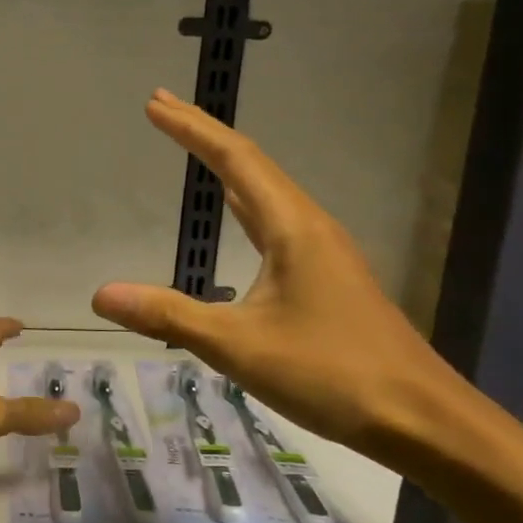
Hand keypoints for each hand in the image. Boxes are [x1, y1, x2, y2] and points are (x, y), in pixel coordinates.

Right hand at [91, 90, 462, 460]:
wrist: (422, 419)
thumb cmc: (331, 374)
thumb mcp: (238, 346)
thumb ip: (168, 315)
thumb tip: (101, 294)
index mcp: (292, 229)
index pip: (235, 161)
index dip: (193, 129)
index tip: (155, 103)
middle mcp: (310, 227)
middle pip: (252, 165)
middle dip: (205, 135)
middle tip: (163, 110)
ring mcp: (323, 253)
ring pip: (267, 192)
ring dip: (226, 165)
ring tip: (193, 147)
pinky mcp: (327, 278)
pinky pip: (275, 220)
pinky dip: (244, 201)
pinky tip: (237, 213)